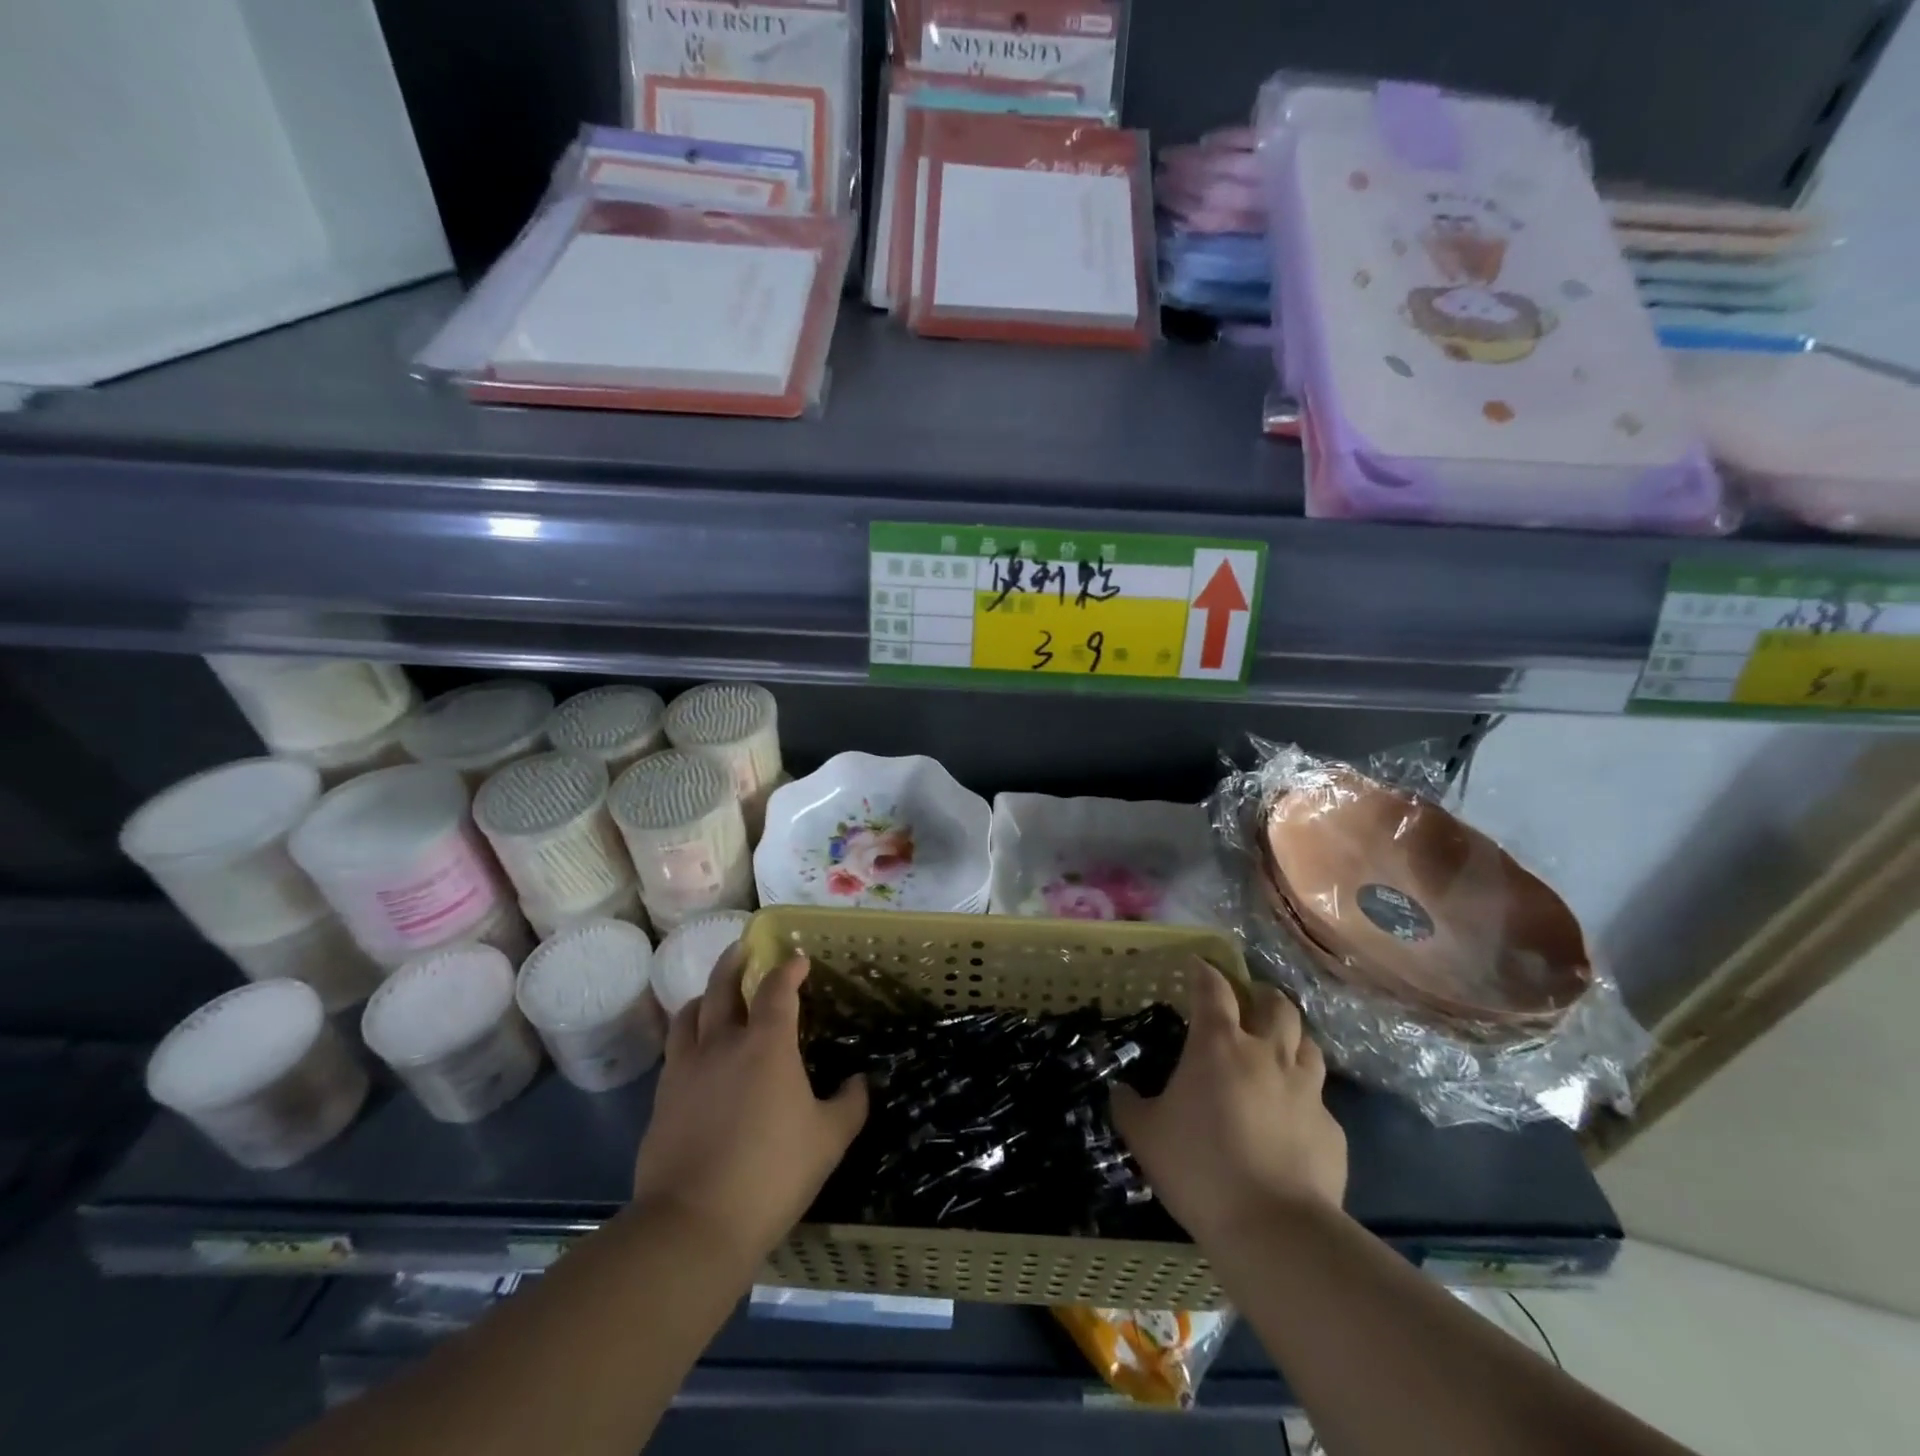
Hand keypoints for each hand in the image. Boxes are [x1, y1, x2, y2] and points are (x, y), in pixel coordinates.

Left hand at [632, 947, 867, 1262]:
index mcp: (767, 1044)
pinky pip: (674, 1052)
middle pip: (722, 987)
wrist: (694, 1223)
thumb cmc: (772, 1173)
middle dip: (734, 962)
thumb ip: (849, 1104)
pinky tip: (695, 1053)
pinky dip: (687, 1037)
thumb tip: (859, 1082)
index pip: (778, 989)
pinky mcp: (662, 1099)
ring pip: (688, 1015)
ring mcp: (686, 1070)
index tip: (798, 960)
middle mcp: (722, 1043)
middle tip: (742, 948)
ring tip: (712, 995)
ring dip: (704, 996)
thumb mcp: (829, 1139)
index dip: (789, 969)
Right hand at [1111, 960, 1346, 1244]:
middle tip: (1250, 1001)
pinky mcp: (1333, 1130)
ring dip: (1292, 1039)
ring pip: (1309, 1044)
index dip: (1204, 971)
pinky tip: (1293, 1120)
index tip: (1197, 965)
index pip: (1213, 988)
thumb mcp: (1145, 1136)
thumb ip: (1128, 1105)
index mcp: (1219, 1045)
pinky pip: (1321, 1101)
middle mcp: (1267, 1055)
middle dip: (1262, 995)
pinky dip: (1306, 1099)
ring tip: (1279, 1049)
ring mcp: (1307, 1091)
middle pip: (1276, 1004)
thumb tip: (1119, 1090)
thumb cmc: (1199, 1168)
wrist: (1274, 1230)